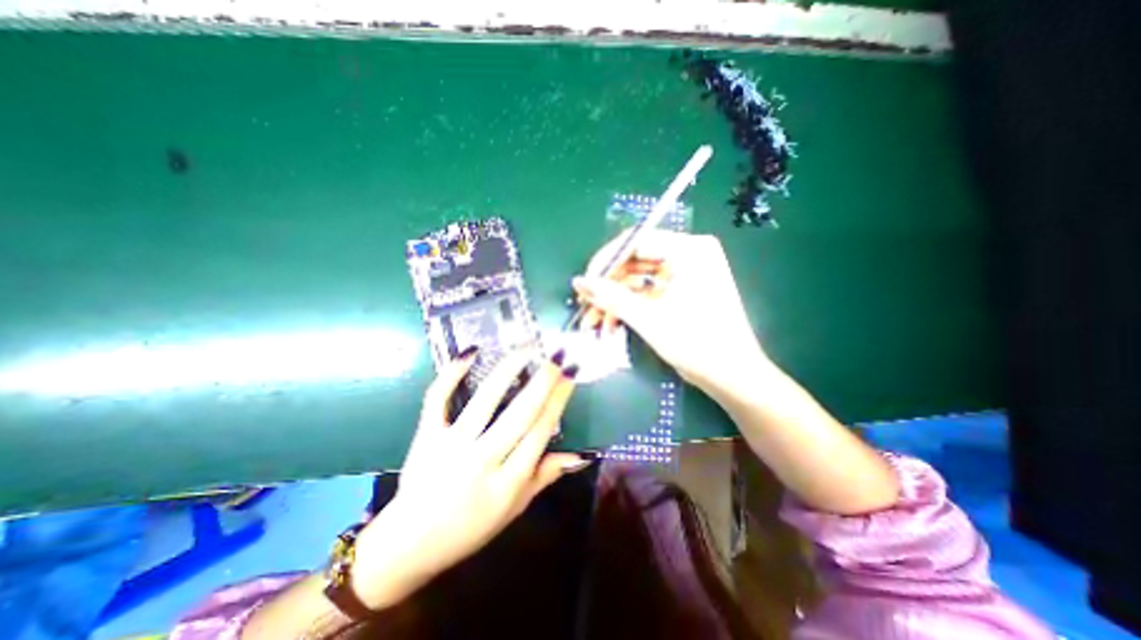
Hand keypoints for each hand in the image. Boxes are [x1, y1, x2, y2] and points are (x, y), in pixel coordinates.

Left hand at [351, 349, 582, 607]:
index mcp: (507, 483)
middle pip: (519, 414)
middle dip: (543, 380)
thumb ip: (545, 476)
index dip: (558, 400)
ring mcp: (451, 445)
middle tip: (558, 355)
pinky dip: (452, 373)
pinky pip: (438, 399)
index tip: (570, 375)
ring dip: (509, 369)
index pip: (540, 433)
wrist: (408, 545)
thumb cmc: (469, 528)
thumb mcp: (514, 508)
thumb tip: (579, 454)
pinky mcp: (426, 436)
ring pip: (485, 399)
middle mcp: (481, 460)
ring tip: (526, 347)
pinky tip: (471, 352)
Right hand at [575, 232, 768, 394]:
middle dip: (608, 287)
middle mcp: (688, 254)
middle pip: (635, 262)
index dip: (606, 261)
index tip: (584, 283)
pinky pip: (648, 292)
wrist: (731, 376)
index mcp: (689, 249)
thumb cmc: (696, 343)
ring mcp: (686, 273)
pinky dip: (629, 307)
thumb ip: (611, 296)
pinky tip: (611, 325)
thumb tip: (578, 281)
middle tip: (586, 306)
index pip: (636, 242)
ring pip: (638, 280)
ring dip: (615, 301)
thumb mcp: (648, 318)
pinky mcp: (682, 291)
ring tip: (593, 323)